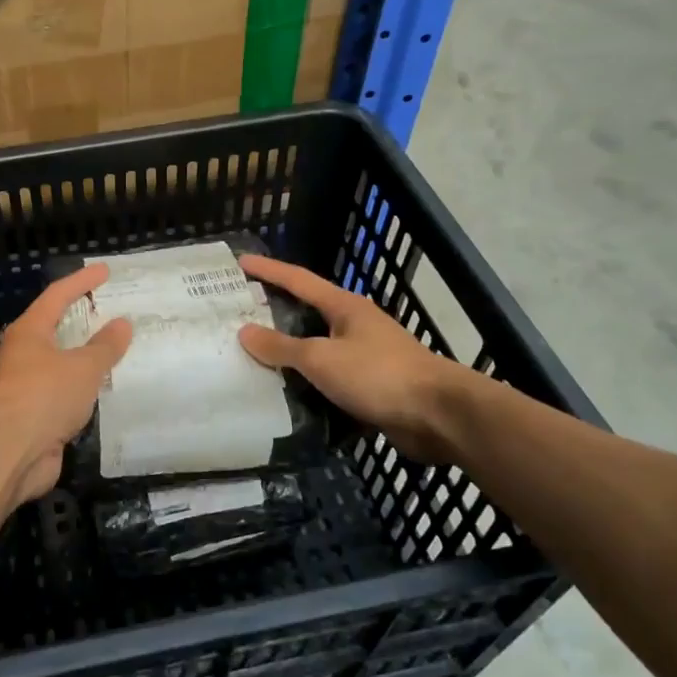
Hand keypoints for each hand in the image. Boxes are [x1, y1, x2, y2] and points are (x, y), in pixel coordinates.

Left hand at [0, 265, 131, 503]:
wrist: (9, 452)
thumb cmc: (44, 395)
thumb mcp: (83, 367)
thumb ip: (105, 346)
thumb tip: (122, 323)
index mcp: (29, 332)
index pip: (57, 296)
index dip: (82, 281)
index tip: (105, 270)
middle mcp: (23, 356)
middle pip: (53, 329)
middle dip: (79, 319)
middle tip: (108, 310)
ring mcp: (26, 388)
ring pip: (59, 365)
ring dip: (82, 358)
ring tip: (113, 352)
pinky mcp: (34, 418)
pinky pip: (64, 395)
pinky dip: (82, 391)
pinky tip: (101, 393)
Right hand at [236, 254, 478, 463]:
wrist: (438, 415)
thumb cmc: (378, 374)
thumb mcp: (321, 358)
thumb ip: (281, 346)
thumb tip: (244, 331)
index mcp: (345, 307)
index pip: (298, 280)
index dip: (268, 270)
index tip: (241, 261)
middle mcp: (355, 325)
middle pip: (307, 312)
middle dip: (275, 310)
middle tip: (239, 313)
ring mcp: (365, 356)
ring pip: (317, 348)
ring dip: (289, 351)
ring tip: (253, 355)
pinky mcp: (371, 386)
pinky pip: (328, 378)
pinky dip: (306, 381)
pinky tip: (285, 392)